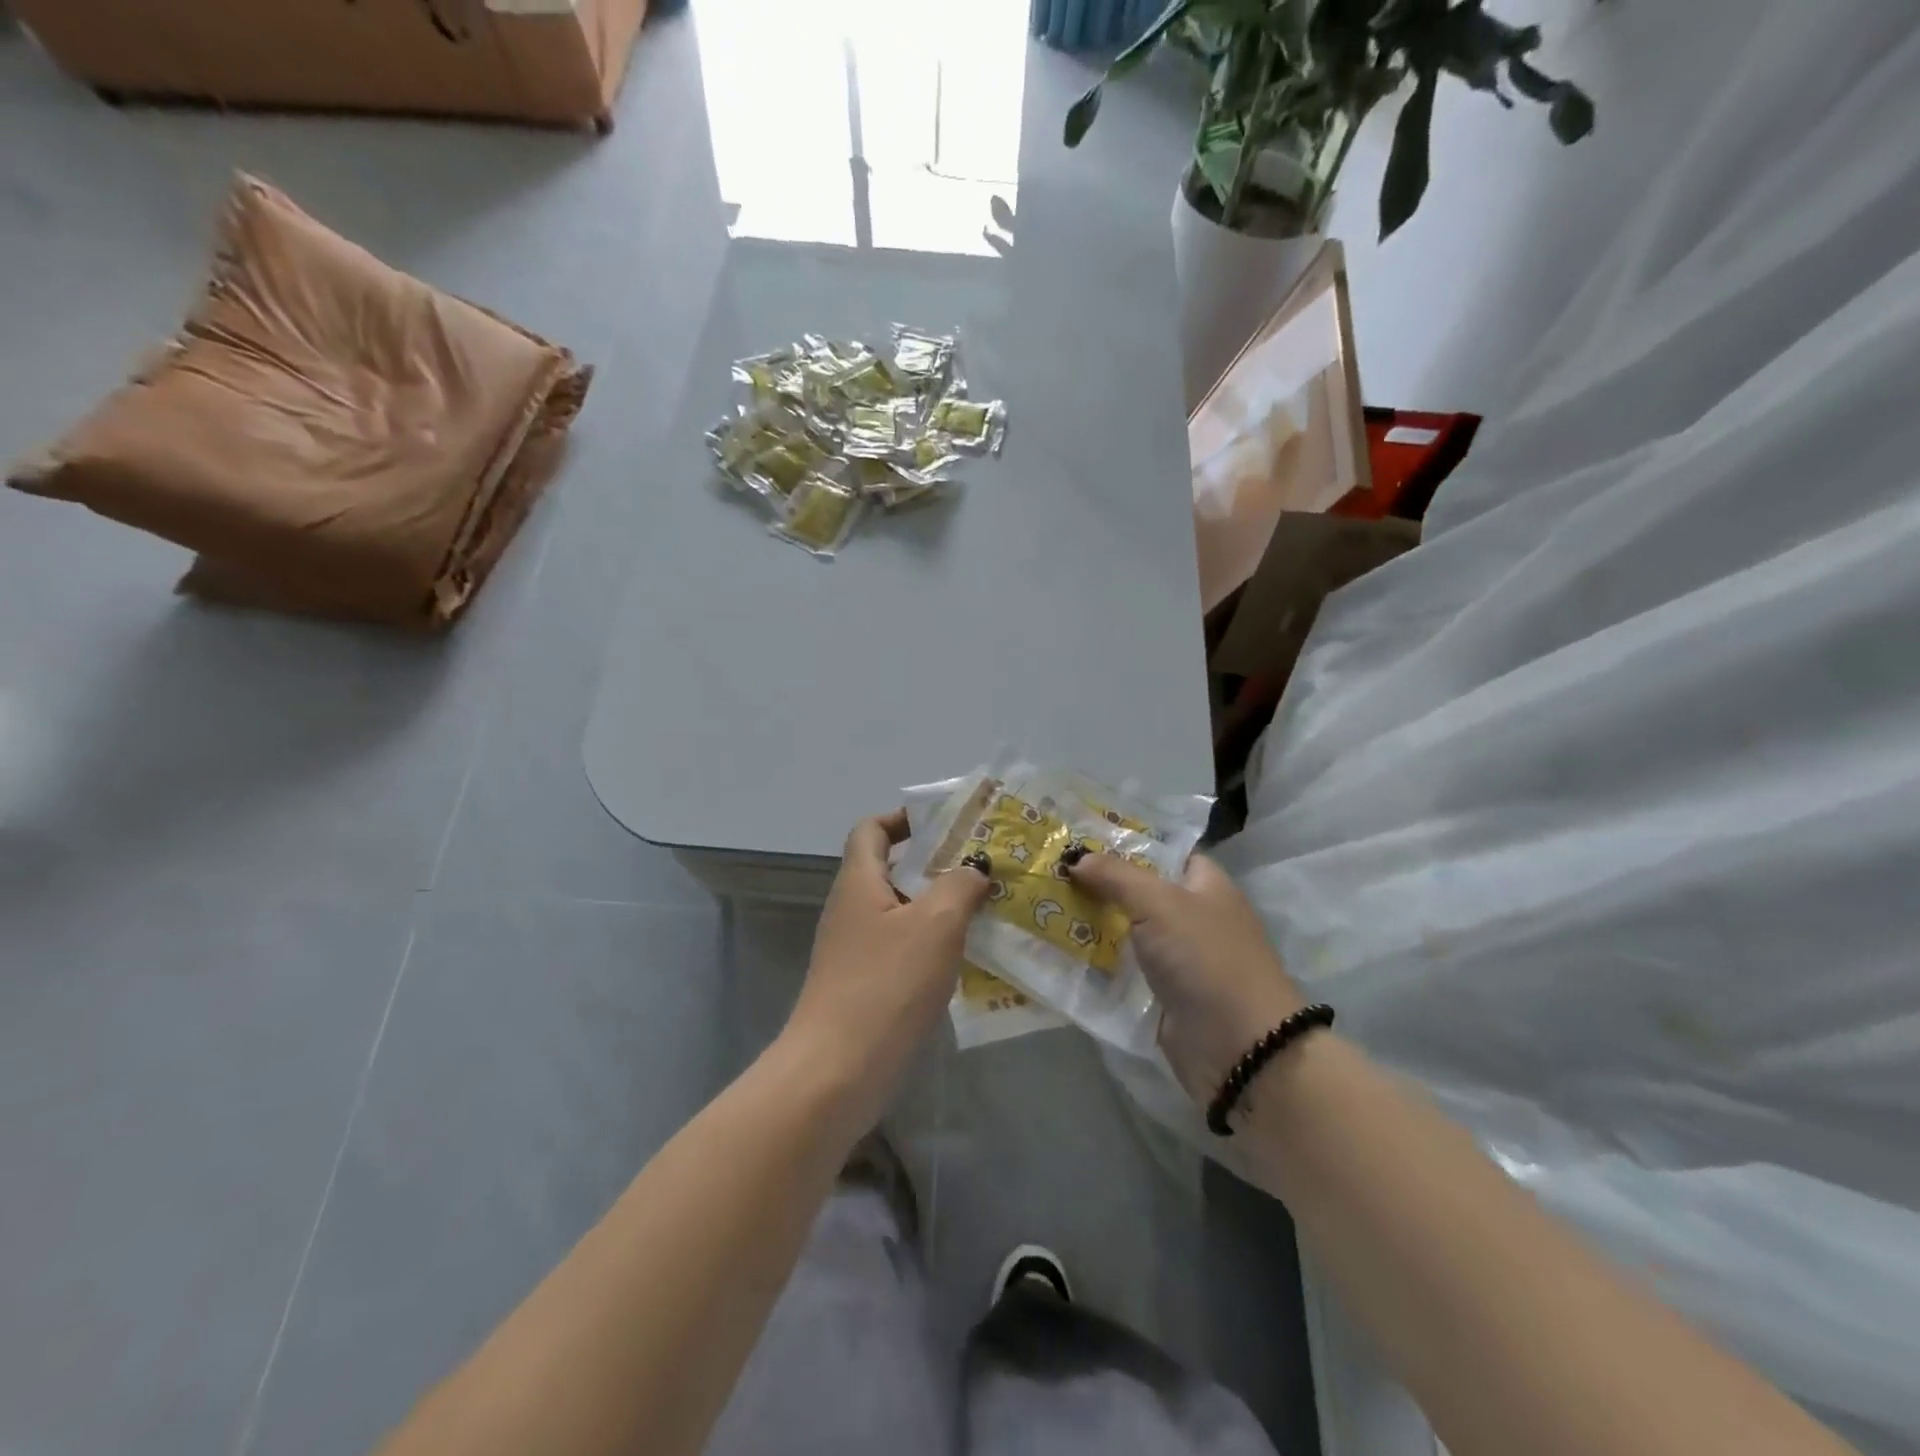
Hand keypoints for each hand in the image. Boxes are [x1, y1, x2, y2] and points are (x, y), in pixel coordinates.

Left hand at [784, 810, 989, 1122]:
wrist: (837, 1072)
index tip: (946, 826)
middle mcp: (851, 909)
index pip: (871, 829)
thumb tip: (974, 869)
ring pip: (900, 912)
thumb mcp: (935, 924)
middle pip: (890, 870)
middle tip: (983, 868)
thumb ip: (960, 886)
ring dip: (939, 907)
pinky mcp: (863, 986)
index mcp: (858, 882)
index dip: (904, 819)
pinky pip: (901, 949)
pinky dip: (931, 945)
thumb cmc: (886, 984)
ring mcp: (854, 951)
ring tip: (986, 909)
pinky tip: (966, 959)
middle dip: (936, 865)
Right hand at [1068, 852, 1304, 1101]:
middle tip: (1047, 870)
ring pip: (1125, 931)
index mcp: (1204, 884)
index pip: (1161, 851)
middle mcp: (1191, 915)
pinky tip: (1056, 950)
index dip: (1123, 842)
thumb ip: (1116, 876)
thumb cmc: (1206, 958)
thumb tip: (1076, 859)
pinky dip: (1095, 963)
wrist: (1239, 1048)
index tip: (1077, 837)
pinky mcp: (1161, 994)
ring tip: (1040, 907)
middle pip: (1136, 891)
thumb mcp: (1160, 903)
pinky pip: (1122, 969)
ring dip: (1089, 924)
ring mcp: (1177, 957)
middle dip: (1096, 883)